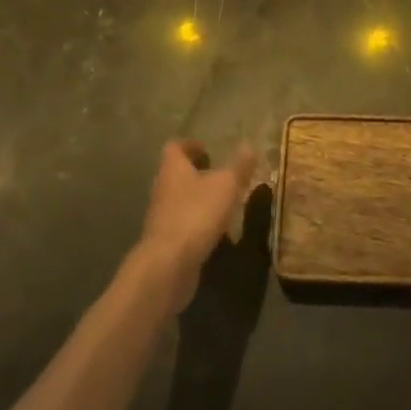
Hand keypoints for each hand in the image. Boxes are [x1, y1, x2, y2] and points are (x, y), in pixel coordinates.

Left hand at [135, 140, 256, 310]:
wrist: (168, 264)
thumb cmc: (196, 214)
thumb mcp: (226, 185)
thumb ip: (239, 166)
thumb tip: (249, 145)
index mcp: (172, 168)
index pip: (175, 147)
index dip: (190, 145)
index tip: (207, 148)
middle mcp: (162, 188)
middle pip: (176, 174)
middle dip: (196, 173)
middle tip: (219, 174)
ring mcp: (161, 216)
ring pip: (179, 199)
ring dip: (197, 199)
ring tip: (222, 202)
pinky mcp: (165, 241)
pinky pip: (182, 224)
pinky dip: (196, 222)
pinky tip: (214, 230)